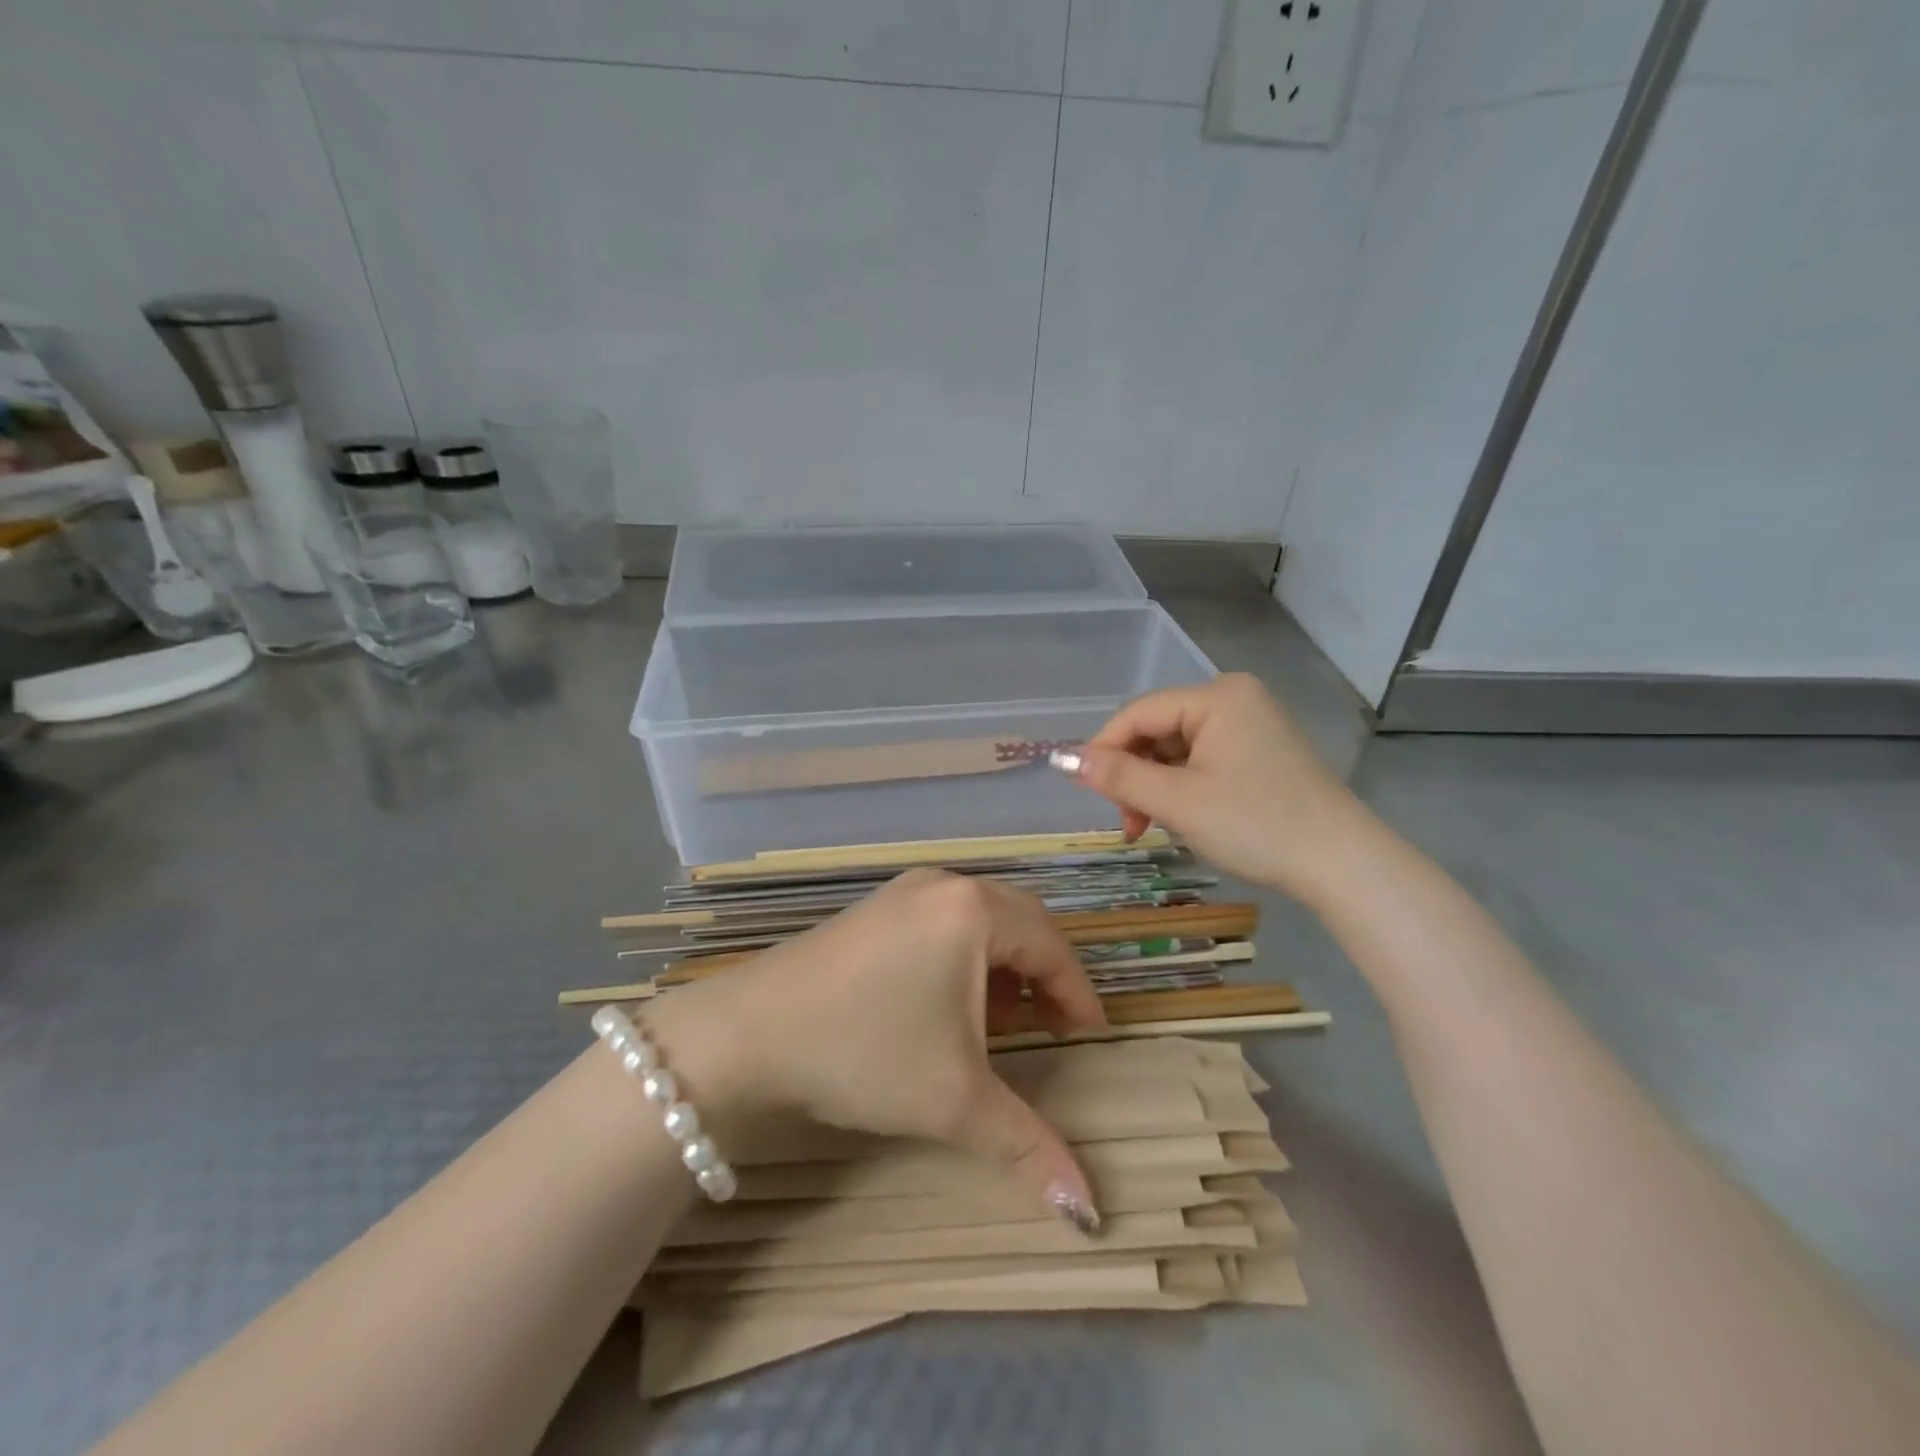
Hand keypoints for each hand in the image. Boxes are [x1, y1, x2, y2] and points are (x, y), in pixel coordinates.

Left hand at [646, 869, 1106, 1229]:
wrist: (747, 1033)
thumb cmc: (864, 1052)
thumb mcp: (954, 1100)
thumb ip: (1029, 1147)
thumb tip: (1089, 1209)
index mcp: (973, 910)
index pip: (1052, 946)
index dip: (1079, 994)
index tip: (1092, 1037)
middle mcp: (944, 885)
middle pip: (1020, 923)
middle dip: (1044, 975)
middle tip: (1055, 1027)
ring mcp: (903, 892)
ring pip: (979, 920)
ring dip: (1002, 966)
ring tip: (1002, 1021)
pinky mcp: (874, 909)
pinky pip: (942, 922)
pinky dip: (963, 958)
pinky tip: (948, 1004)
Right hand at [1060, 673, 1364, 903]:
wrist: (1343, 865)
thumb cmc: (1256, 825)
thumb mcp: (1178, 802)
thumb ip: (1118, 777)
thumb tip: (1063, 760)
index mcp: (1217, 696)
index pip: (1138, 713)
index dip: (1103, 749)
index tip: (1085, 792)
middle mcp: (1235, 698)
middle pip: (1158, 730)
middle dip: (1135, 777)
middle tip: (1130, 825)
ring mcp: (1252, 724)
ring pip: (1177, 749)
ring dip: (1156, 788)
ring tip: (1154, 828)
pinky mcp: (1261, 751)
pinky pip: (1203, 760)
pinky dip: (1183, 789)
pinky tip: (1184, 818)